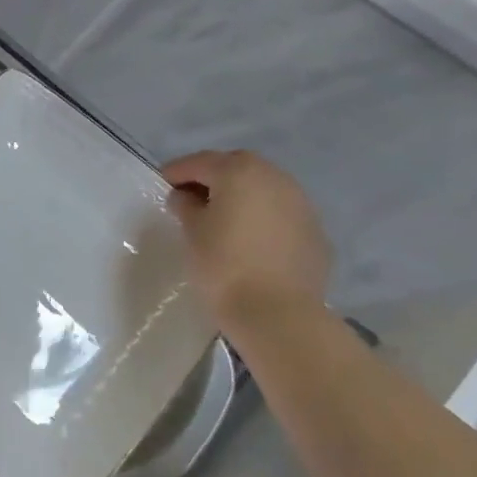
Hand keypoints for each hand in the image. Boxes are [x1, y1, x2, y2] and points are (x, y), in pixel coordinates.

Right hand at [161, 150, 332, 327]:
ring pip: (262, 188)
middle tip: (191, 197)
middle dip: (212, 177)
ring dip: (241, 195)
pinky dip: (262, 216)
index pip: (201, 162)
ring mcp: (300, 203)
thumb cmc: (224, 266)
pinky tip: (249, 238)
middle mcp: (274, 177)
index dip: (178, 171)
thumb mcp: (192, 232)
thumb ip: (186, 206)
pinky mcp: (314, 230)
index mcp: (240, 172)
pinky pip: (280, 212)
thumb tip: (187, 197)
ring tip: (221, 217)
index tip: (162, 184)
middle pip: (236, 167)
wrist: (278, 314)